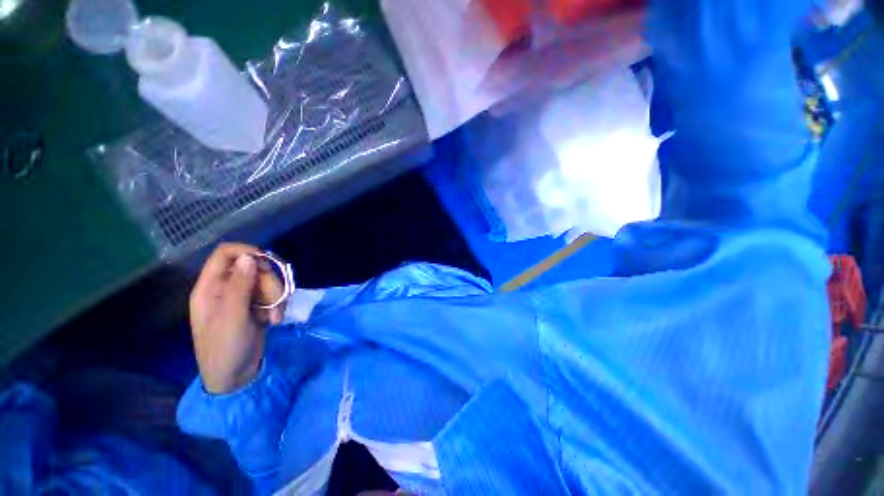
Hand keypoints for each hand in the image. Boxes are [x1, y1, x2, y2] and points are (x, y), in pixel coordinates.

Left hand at [189, 243, 283, 393]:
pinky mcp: (255, 306)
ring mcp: (241, 297)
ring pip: (266, 281)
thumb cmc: (224, 349)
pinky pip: (272, 293)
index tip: (268, 263)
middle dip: (270, 283)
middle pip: (254, 268)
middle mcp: (225, 288)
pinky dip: (278, 304)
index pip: (226, 254)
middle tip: (276, 303)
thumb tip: (249, 257)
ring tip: (276, 318)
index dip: (247, 252)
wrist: (234, 377)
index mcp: (210, 288)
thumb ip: (240, 285)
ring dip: (277, 296)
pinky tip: (275, 319)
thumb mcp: (232, 317)